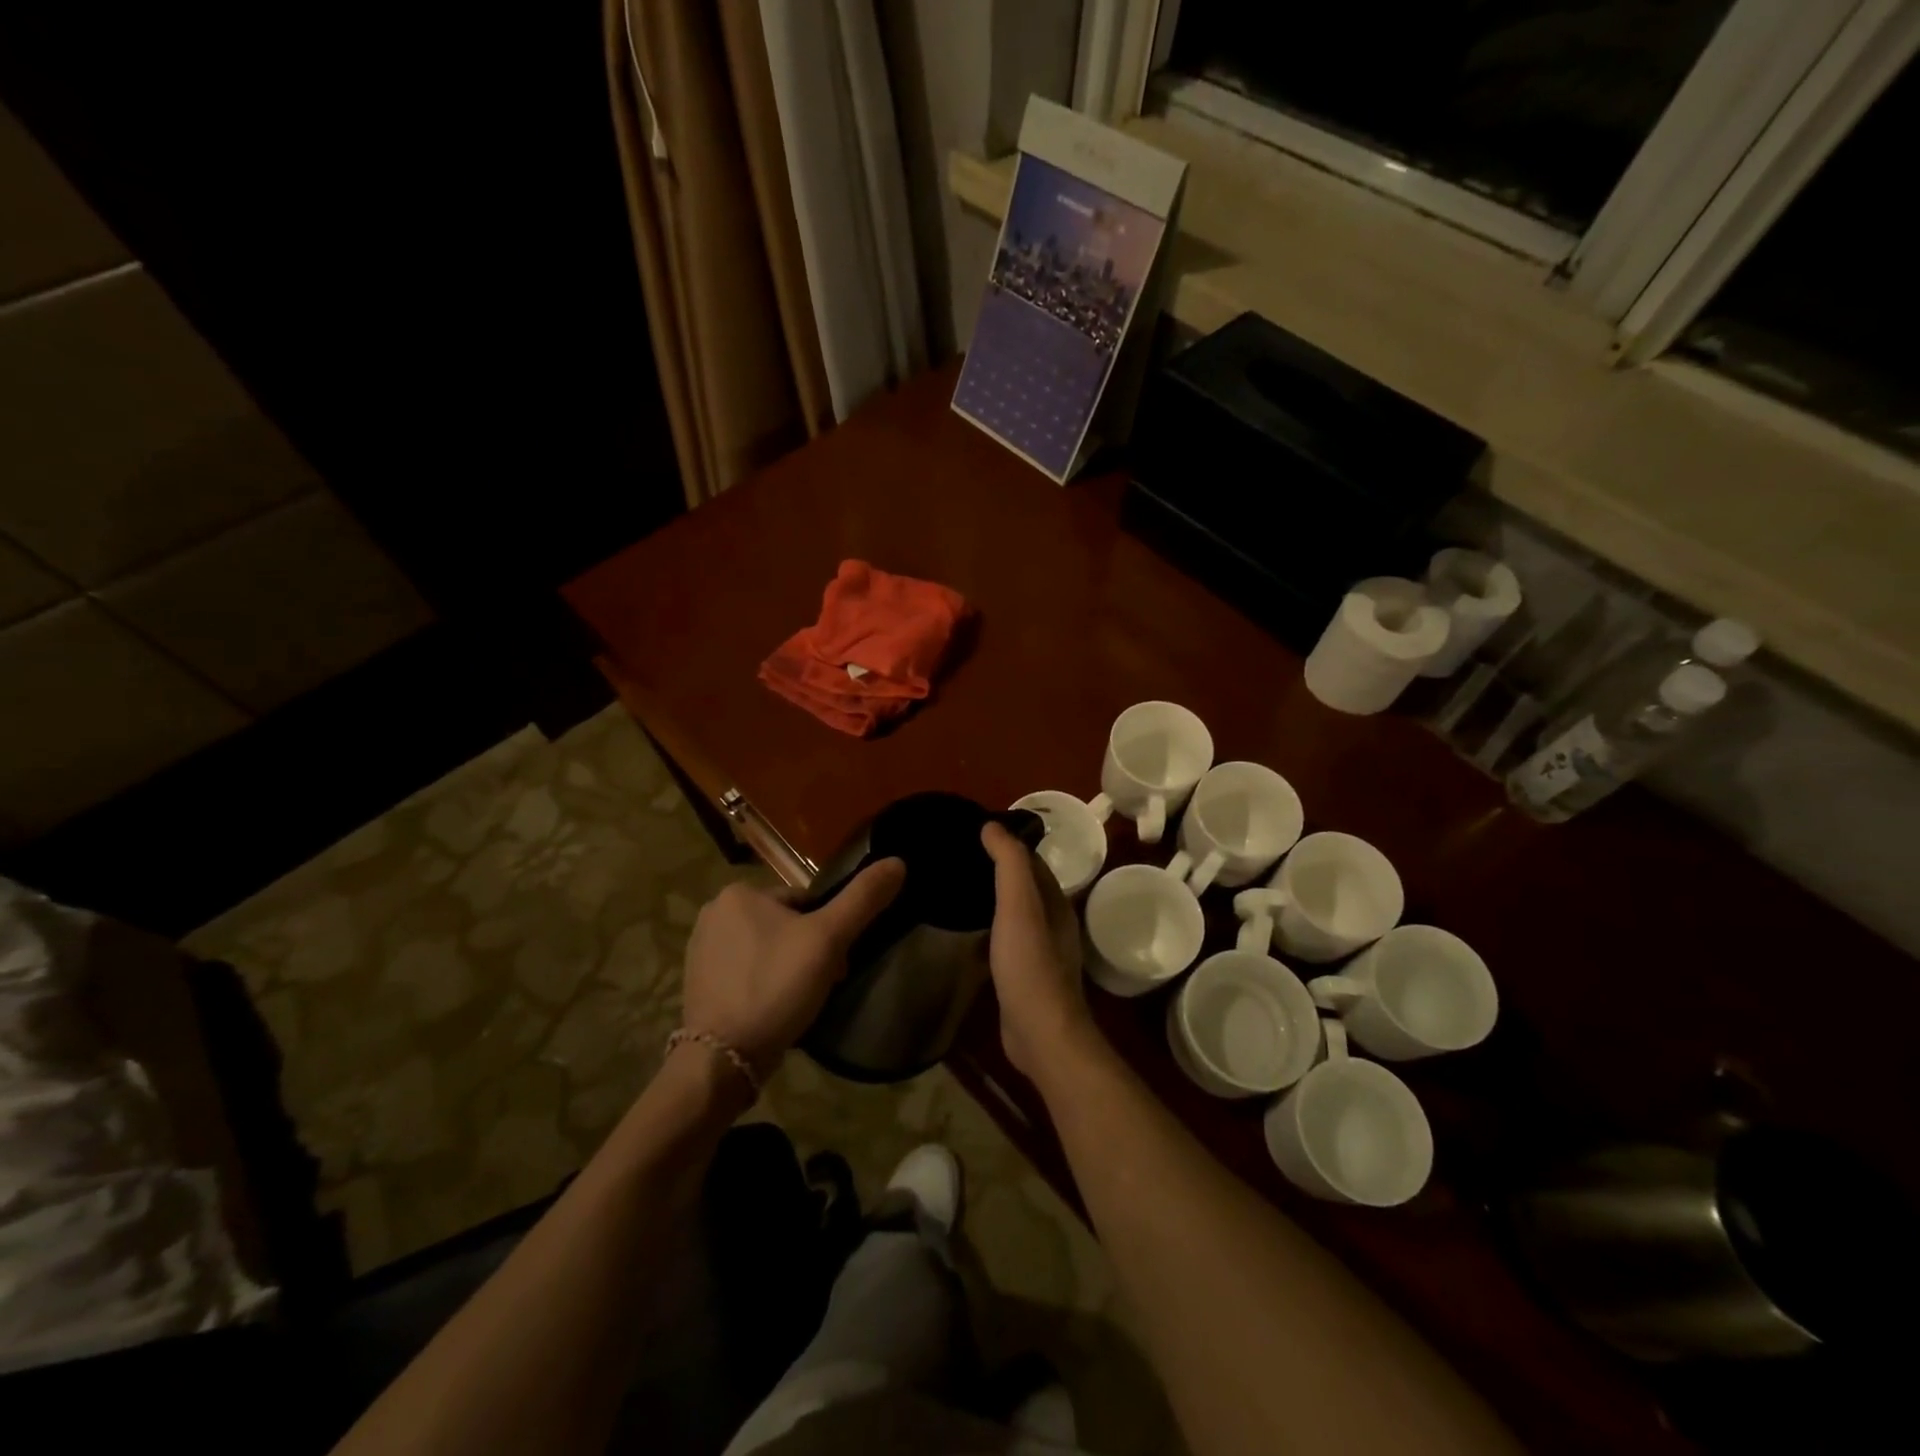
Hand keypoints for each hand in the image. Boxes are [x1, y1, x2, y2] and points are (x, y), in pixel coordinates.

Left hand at [681, 861, 904, 1075]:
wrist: (722, 1059)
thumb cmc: (776, 986)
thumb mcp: (828, 939)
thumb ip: (863, 899)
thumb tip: (897, 862)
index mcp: (740, 892)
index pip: (804, 901)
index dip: (828, 930)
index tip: (838, 962)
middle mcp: (714, 912)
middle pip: (785, 925)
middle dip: (808, 951)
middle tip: (823, 984)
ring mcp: (701, 950)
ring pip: (766, 950)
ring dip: (788, 969)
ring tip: (801, 1001)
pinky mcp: (697, 983)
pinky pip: (745, 973)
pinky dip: (764, 986)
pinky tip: (774, 1010)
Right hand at [981, 824, 1097, 1080]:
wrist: (1040, 1033)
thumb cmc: (1030, 964)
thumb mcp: (1019, 905)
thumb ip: (1009, 863)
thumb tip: (992, 825)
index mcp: (1055, 903)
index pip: (1032, 861)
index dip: (1007, 844)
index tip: (974, 832)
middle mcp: (1051, 924)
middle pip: (1023, 887)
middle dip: (996, 871)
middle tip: (958, 858)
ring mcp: (1038, 953)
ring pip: (1013, 916)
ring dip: (991, 902)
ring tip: (956, 890)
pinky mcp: (1022, 978)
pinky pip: (1003, 943)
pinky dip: (986, 931)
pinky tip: (964, 934)